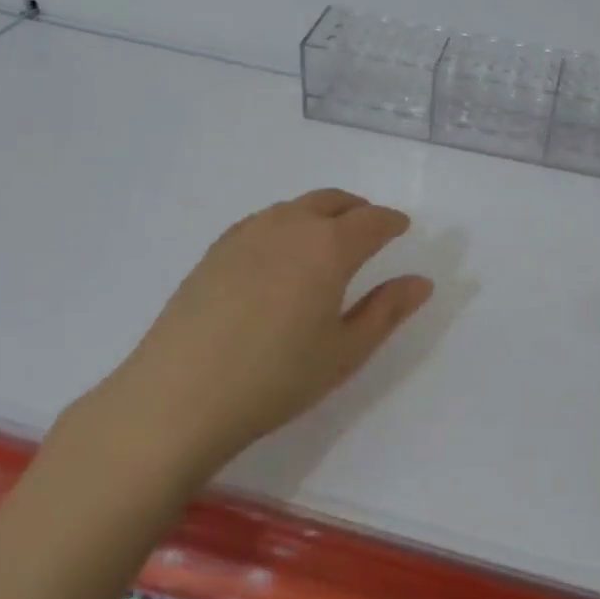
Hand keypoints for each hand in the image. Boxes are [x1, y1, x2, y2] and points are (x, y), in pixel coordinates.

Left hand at [102, 190, 432, 482]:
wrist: (178, 397)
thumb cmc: (275, 379)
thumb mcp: (345, 352)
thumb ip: (387, 311)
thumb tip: (421, 282)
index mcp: (329, 247)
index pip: (372, 220)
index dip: (392, 222)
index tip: (402, 228)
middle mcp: (290, 226)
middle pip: (333, 201)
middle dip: (358, 210)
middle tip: (370, 229)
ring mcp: (247, 234)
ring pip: (296, 207)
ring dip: (322, 213)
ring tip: (329, 239)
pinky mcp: (216, 250)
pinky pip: (264, 220)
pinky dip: (286, 223)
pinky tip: (281, 253)